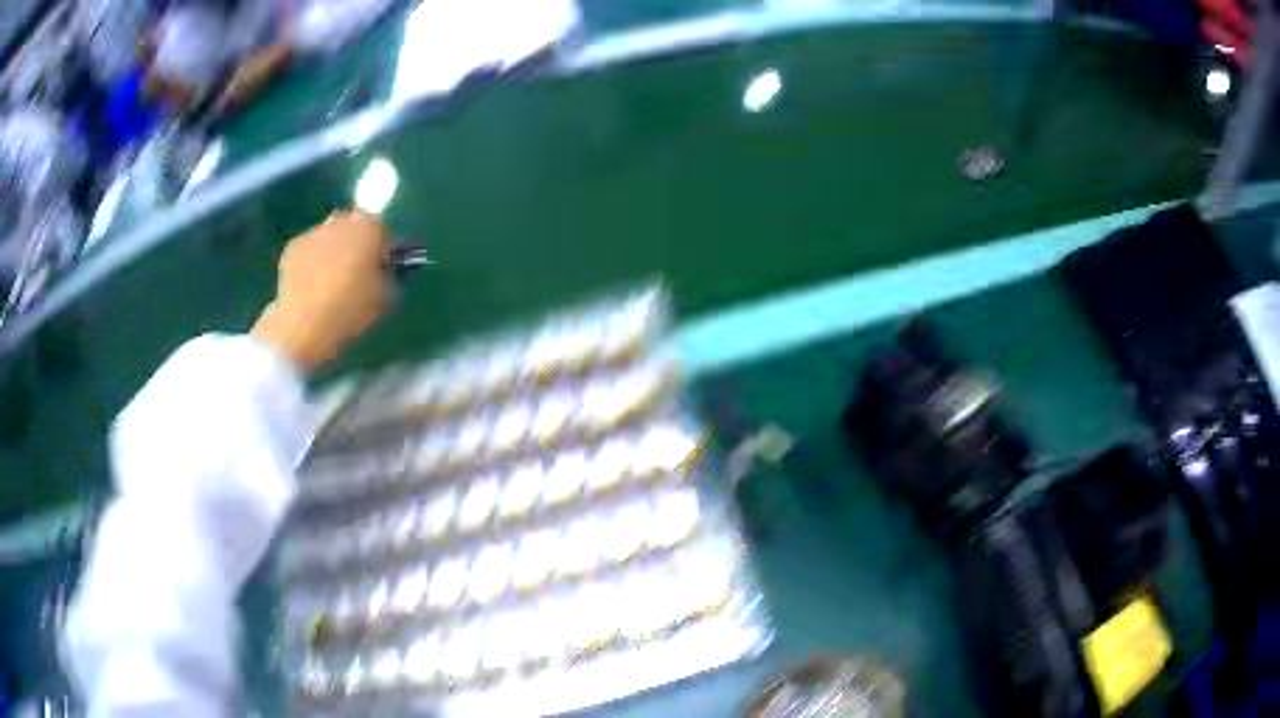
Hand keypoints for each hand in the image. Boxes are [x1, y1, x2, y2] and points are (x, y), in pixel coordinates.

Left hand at [252, 211, 388, 370]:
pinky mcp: (291, 248)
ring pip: (329, 235)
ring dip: (332, 249)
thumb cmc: (351, 310)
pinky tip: (311, 286)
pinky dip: (311, 261)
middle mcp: (341, 221)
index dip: (383, 246)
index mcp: (369, 227)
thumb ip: (391, 274)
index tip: (381, 267)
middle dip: (356, 240)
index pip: (382, 227)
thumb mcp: (388, 297)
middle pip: (353, 223)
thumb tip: (386, 268)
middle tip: (356, 271)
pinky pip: (309, 249)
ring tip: (330, 281)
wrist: (304, 326)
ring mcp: (313, 232)